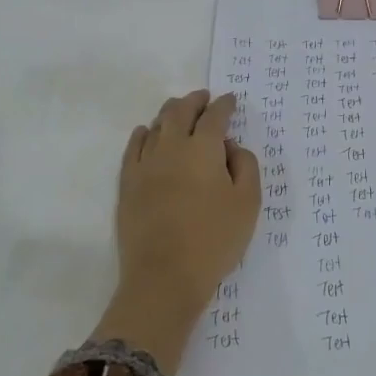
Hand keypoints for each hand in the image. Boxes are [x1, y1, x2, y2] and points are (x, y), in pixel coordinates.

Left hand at [92, 89, 259, 370]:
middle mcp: (172, 147)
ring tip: (178, 111)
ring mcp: (145, 164)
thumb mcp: (248, 203)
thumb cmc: (214, 240)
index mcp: (204, 149)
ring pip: (156, 125)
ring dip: (170, 113)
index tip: (230, 100)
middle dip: (194, 101)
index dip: (224, 105)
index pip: (215, 116)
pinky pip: (134, 147)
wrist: (164, 277)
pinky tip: (146, 133)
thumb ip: (246, 166)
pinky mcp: (127, 184)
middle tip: (204, 98)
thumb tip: (232, 146)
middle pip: (180, 112)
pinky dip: (143, 134)